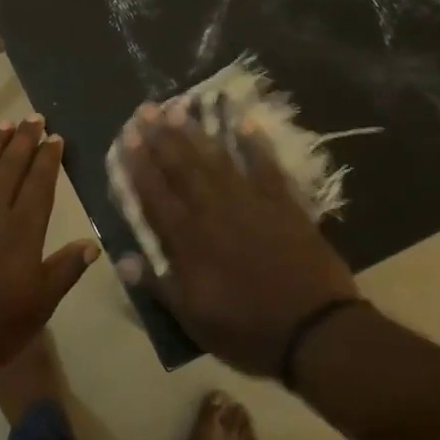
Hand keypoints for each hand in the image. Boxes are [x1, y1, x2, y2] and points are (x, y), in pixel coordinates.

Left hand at [0, 116, 99, 375]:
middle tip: (33, 118)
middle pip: (11, 168)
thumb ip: (65, 270)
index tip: (55, 137)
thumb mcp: (40, 305)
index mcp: (22, 229)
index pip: (40, 183)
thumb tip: (93, 243)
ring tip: (4, 126)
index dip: (48, 158)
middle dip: (24, 140)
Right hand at [117, 102, 362, 376]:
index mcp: (188, 241)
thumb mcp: (193, 319)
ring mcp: (251, 203)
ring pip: (216, 161)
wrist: (316, 331)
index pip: (155, 195)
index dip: (139, 166)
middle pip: (182, 169)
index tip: (126, 138)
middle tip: (145, 109)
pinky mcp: (284, 204)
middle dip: (160, 138)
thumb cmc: (248, 330)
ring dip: (195, 133)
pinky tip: (242, 122)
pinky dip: (254, 144)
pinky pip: (266, 167)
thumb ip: (158, 285)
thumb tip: (122, 258)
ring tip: (178, 107)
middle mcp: (214, 212)